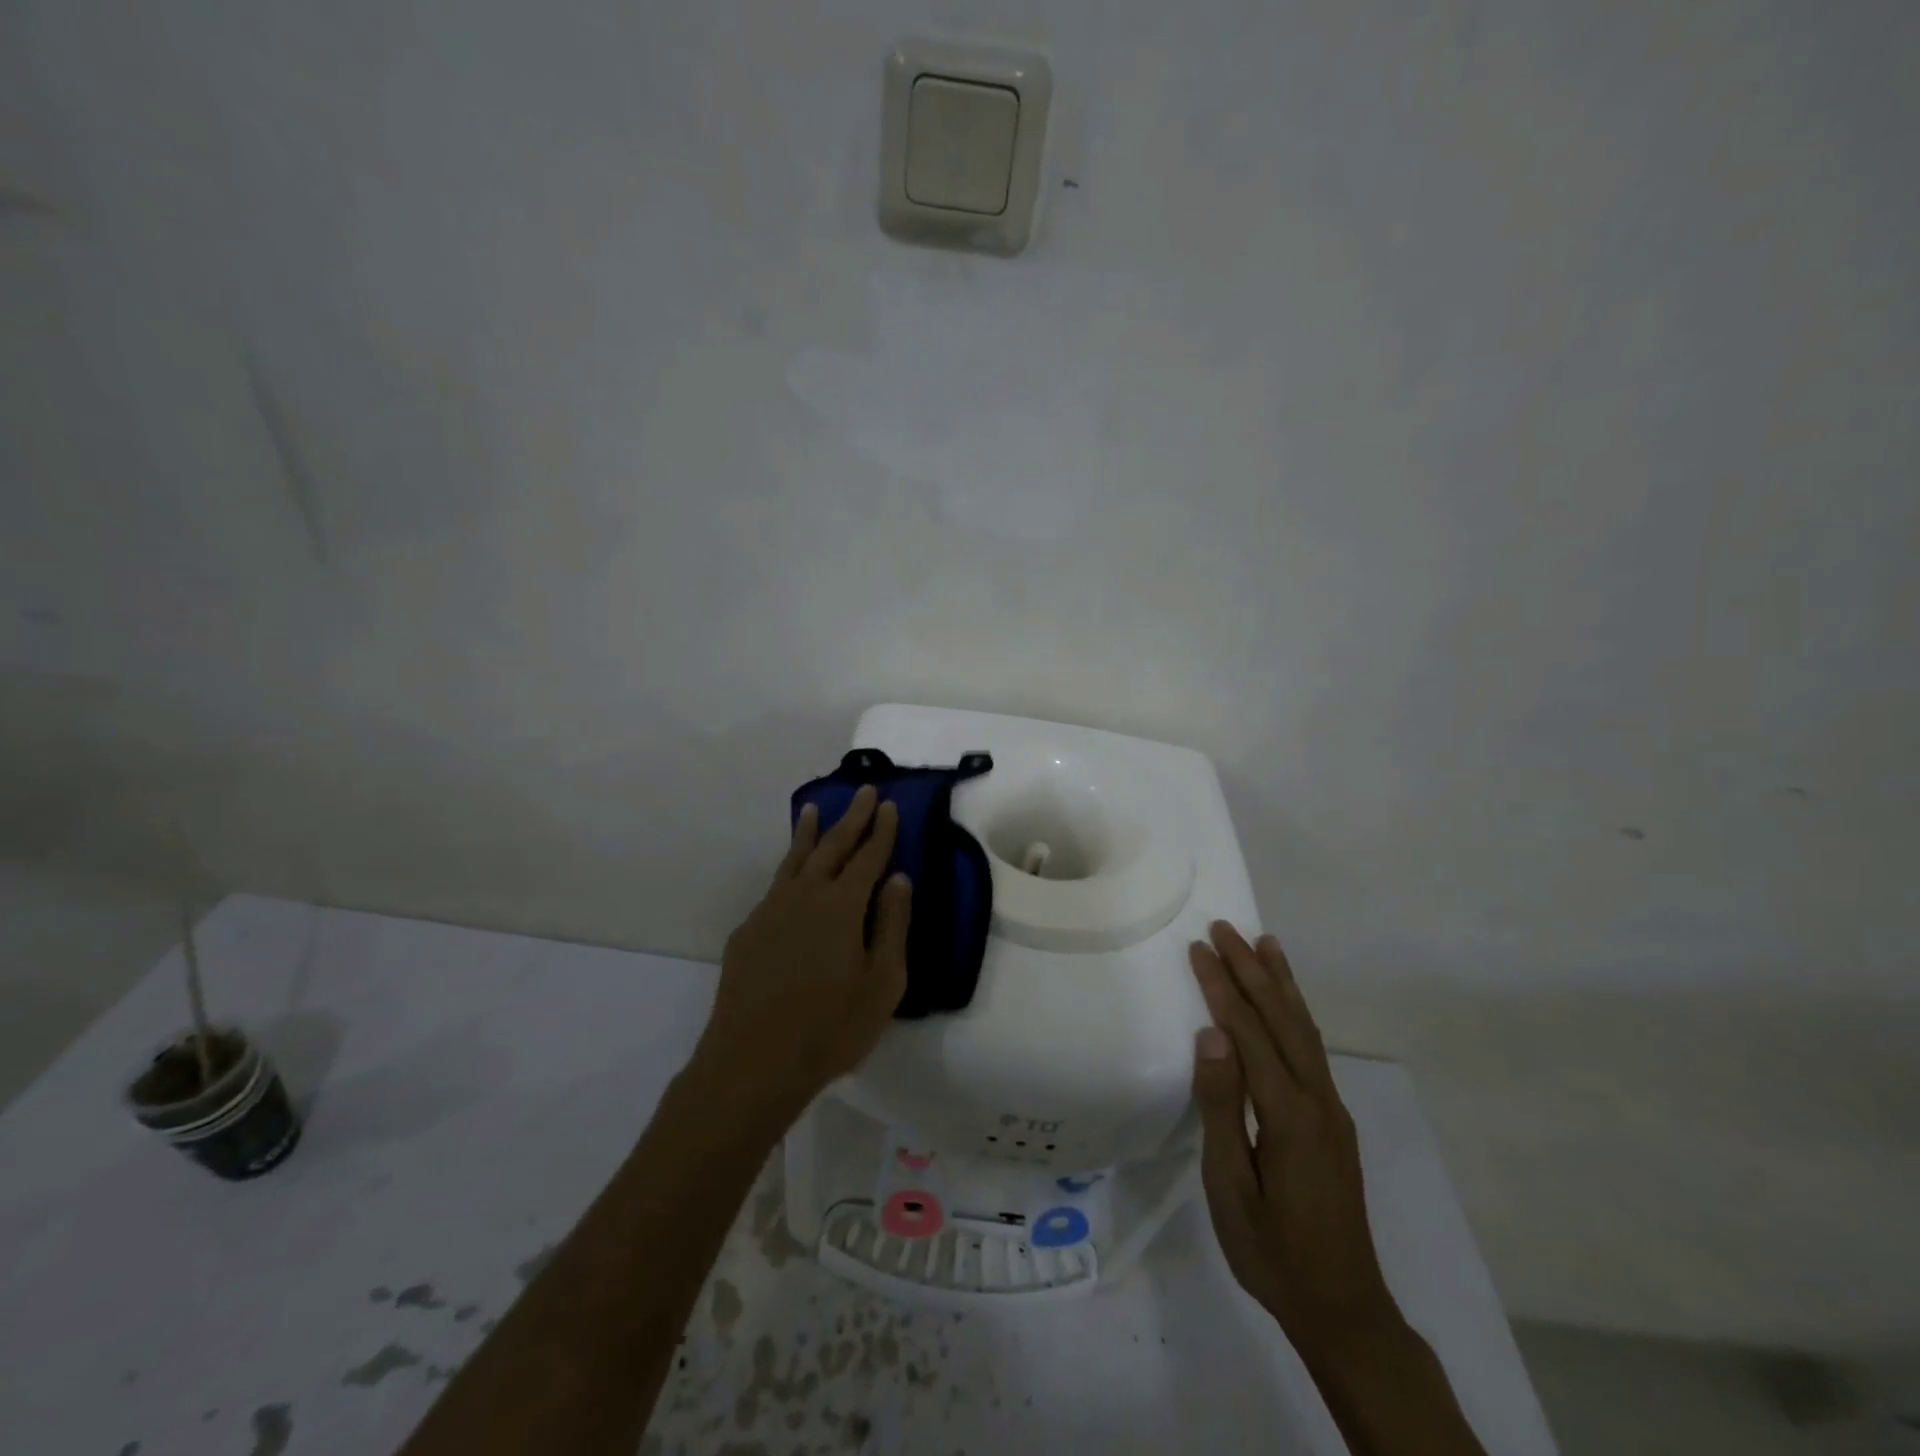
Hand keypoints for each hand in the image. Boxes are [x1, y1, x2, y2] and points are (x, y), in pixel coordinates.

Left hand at [688, 786, 910, 1124]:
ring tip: (814, 809)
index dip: (881, 830)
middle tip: (862, 791)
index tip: (888, 804)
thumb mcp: (883, 983)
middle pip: (832, 846)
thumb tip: (898, 879)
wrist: (753, 1062)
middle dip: (851, 817)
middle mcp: (805, 895)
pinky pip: (774, 887)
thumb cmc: (831, 1027)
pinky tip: (790, 875)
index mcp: (842, 905)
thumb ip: (892, 925)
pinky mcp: (748, 931)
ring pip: (795, 860)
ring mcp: (770, 910)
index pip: (868, 856)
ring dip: (809, 833)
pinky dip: (787, 868)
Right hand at [1188, 922, 1399, 1361]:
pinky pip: (1311, 1048)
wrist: (1344, 1308)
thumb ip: (1222, 1108)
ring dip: (1281, 982)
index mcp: (1289, 1114)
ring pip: (1304, 1028)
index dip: (1222, 987)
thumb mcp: (1231, 1187)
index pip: (1249, 1033)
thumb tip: (1211, 1036)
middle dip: (1251, 969)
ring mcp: (1332, 1108)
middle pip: (1281, 1018)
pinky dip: (1296, 1012)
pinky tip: (1287, 1003)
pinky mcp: (1333, 1119)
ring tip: (1265, 943)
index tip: (1198, 949)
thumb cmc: (1272, 1251)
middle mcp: (1318, 1099)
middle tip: (1224, 928)